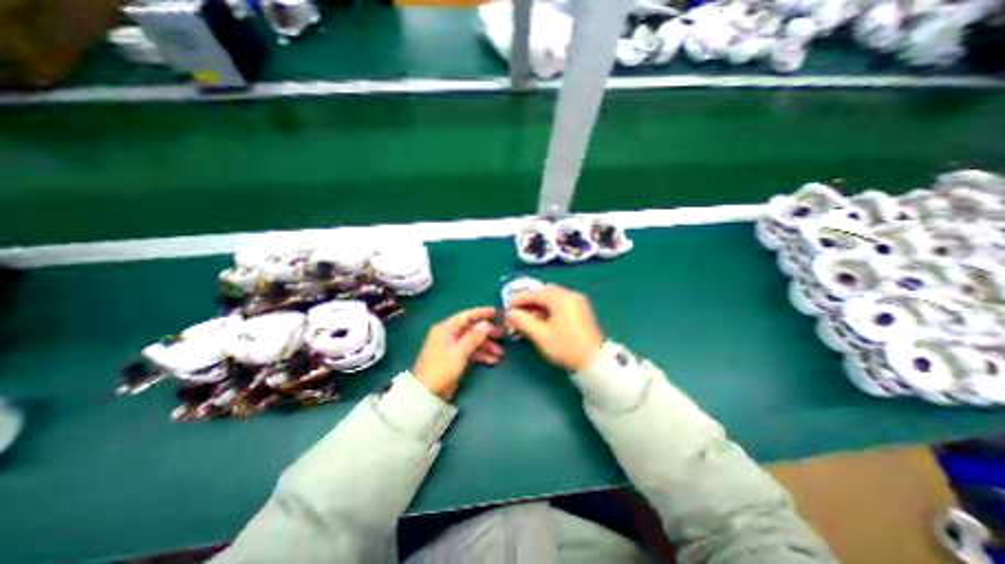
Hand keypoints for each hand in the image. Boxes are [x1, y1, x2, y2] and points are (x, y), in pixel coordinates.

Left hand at [410, 309, 502, 400]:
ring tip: (500, 353)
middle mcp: (449, 334)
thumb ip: (474, 336)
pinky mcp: (455, 357)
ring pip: (473, 341)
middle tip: (501, 335)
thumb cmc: (441, 368)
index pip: (467, 315)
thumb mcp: (460, 351)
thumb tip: (486, 323)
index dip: (482, 313)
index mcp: (446, 328)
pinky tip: (492, 360)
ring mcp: (452, 346)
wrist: (427, 393)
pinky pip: (470, 351)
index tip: (496, 312)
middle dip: (487, 333)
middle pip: (471, 328)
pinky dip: (481, 355)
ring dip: (486, 346)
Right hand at [506, 283, 599, 372]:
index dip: (519, 300)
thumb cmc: (566, 348)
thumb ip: (523, 321)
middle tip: (518, 313)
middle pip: (544, 292)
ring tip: (529, 318)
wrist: (595, 362)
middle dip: (529, 301)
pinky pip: (561, 302)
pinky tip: (543, 319)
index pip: (535, 293)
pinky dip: (549, 307)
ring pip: (552, 296)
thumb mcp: (541, 335)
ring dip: (539, 304)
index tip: (507, 309)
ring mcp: (578, 301)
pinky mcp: (581, 309)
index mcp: (561, 299)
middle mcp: (571, 295)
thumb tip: (509, 313)